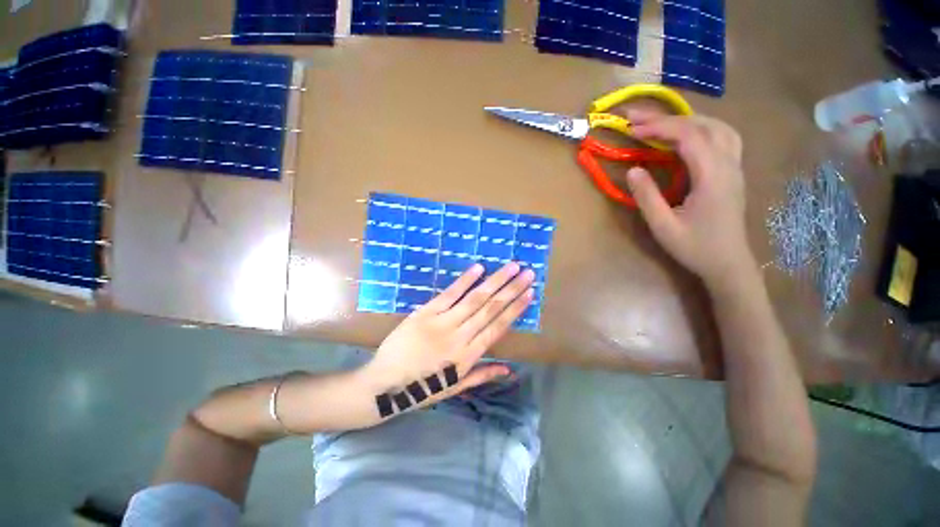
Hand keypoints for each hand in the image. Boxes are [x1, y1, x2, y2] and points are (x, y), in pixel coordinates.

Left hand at [358, 262, 534, 419]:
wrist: (384, 385)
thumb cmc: (422, 388)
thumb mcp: (455, 387)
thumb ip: (482, 375)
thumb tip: (510, 369)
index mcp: (469, 356)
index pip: (499, 327)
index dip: (516, 309)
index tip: (530, 293)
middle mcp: (461, 336)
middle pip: (491, 308)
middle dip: (512, 289)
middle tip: (528, 273)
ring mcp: (443, 323)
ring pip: (475, 299)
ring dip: (495, 281)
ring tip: (512, 267)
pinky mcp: (425, 313)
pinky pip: (449, 294)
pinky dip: (464, 281)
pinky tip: (478, 268)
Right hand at [625, 110, 753, 286]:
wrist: (728, 263)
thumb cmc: (695, 248)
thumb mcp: (663, 226)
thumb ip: (647, 197)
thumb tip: (633, 169)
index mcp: (713, 177)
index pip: (689, 137)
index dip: (659, 127)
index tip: (632, 129)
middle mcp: (729, 165)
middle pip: (704, 125)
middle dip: (668, 117)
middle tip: (638, 118)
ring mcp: (735, 167)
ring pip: (718, 127)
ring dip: (687, 119)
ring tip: (660, 122)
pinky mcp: (733, 173)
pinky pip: (722, 138)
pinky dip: (701, 128)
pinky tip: (686, 136)